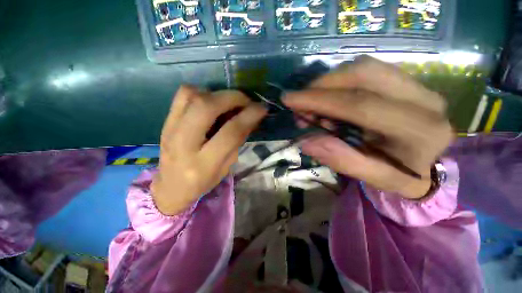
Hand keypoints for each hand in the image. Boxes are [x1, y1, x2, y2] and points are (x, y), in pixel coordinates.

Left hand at [152, 86, 266, 214]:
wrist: (170, 186)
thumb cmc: (203, 181)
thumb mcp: (226, 167)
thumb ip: (237, 142)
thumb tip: (250, 117)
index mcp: (204, 163)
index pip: (230, 132)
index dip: (249, 116)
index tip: (261, 108)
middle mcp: (183, 144)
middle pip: (206, 107)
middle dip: (232, 98)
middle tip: (246, 101)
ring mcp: (170, 129)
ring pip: (192, 95)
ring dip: (216, 94)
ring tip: (228, 103)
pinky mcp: (165, 121)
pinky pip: (182, 95)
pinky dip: (201, 92)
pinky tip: (211, 103)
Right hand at [283, 56, 453, 198]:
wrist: (429, 165)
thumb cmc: (402, 175)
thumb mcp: (373, 178)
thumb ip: (342, 160)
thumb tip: (306, 142)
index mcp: (420, 131)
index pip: (360, 105)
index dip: (319, 100)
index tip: (290, 99)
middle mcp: (425, 99)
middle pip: (363, 74)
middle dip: (321, 86)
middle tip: (300, 102)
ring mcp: (419, 85)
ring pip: (364, 67)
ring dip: (329, 82)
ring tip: (313, 103)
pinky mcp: (408, 81)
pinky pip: (367, 70)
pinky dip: (340, 81)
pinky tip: (330, 99)